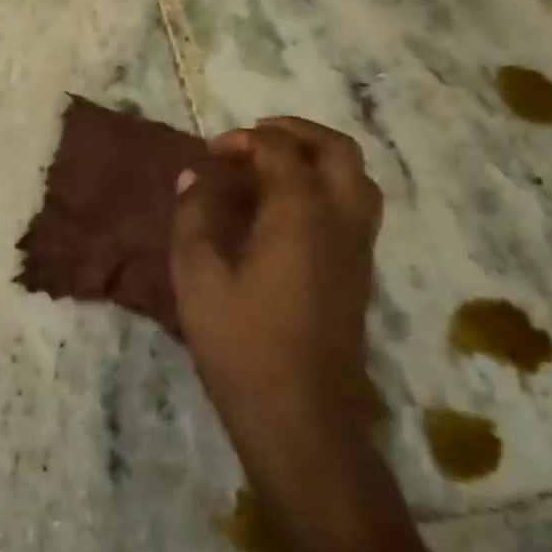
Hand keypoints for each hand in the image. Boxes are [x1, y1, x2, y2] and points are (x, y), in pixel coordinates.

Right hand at [170, 118, 383, 447]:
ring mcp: (358, 249)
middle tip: (255, 138)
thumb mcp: (198, 279)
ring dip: (319, 158)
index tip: (209, 155)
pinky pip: (355, 208)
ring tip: (275, 167)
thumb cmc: (243, 346)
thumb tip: (191, 179)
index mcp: (303, 214)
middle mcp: (341, 221)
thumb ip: (193, 219)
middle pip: (338, 150)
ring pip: (357, 179)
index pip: (280, 150)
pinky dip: (327, 188)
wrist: (302, 419)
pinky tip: (288, 211)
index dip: (243, 141)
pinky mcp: (360, 274)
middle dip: (296, 132)